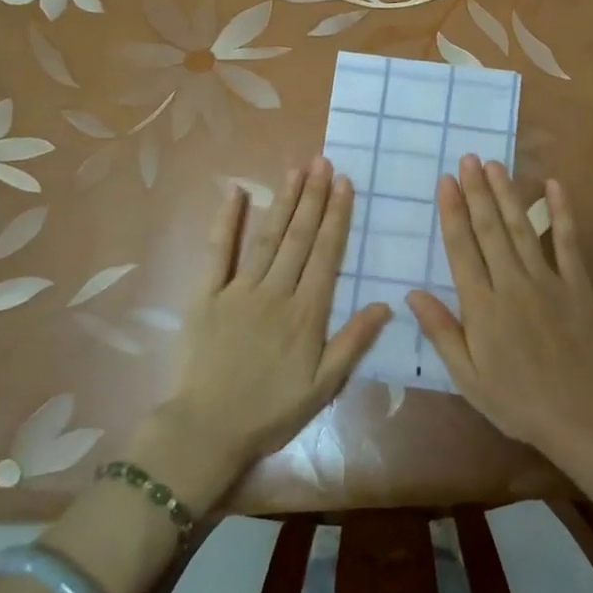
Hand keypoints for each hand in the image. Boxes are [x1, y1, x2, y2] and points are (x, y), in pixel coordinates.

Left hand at [162, 156, 390, 479]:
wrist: (207, 429)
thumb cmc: (271, 410)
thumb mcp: (323, 386)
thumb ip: (354, 342)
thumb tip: (386, 304)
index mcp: (306, 312)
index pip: (326, 254)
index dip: (337, 216)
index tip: (345, 183)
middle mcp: (275, 292)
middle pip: (299, 237)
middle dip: (314, 197)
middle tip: (324, 162)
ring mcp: (238, 290)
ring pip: (267, 237)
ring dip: (283, 202)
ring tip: (297, 171)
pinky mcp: (206, 295)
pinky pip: (216, 252)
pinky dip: (225, 221)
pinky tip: (235, 193)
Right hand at [407, 157, 592, 456]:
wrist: (581, 412)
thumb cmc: (517, 400)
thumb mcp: (468, 377)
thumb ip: (442, 332)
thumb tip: (413, 294)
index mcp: (482, 306)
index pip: (462, 249)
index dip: (452, 213)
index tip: (445, 182)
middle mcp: (511, 284)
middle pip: (490, 229)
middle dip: (477, 191)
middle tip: (467, 159)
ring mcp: (547, 280)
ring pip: (521, 228)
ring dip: (507, 193)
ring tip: (495, 164)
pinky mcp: (576, 283)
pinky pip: (567, 241)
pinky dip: (561, 211)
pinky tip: (553, 185)